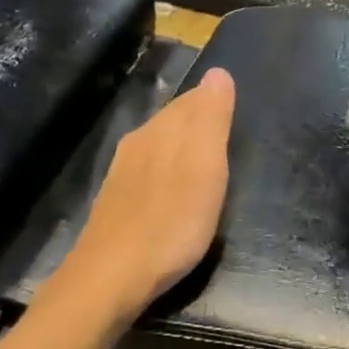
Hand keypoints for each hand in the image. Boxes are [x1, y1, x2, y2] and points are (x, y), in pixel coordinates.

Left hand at [66, 68, 235, 317]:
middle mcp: (138, 143)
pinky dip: (166, 171)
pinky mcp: (116, 203)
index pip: (191, 100)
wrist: (113, 276)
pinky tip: (172, 189)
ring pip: (157, 146)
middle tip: (226, 130)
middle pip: (172, 120)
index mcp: (161, 131)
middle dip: (197, 120)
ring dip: (180, 147)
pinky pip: (147, 171)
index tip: (235, 107)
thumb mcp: (204, 167)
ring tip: (204, 159)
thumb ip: (211, 119)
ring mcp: (122, 174)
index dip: (214, 101)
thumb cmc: (171, 222)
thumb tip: (218, 72)